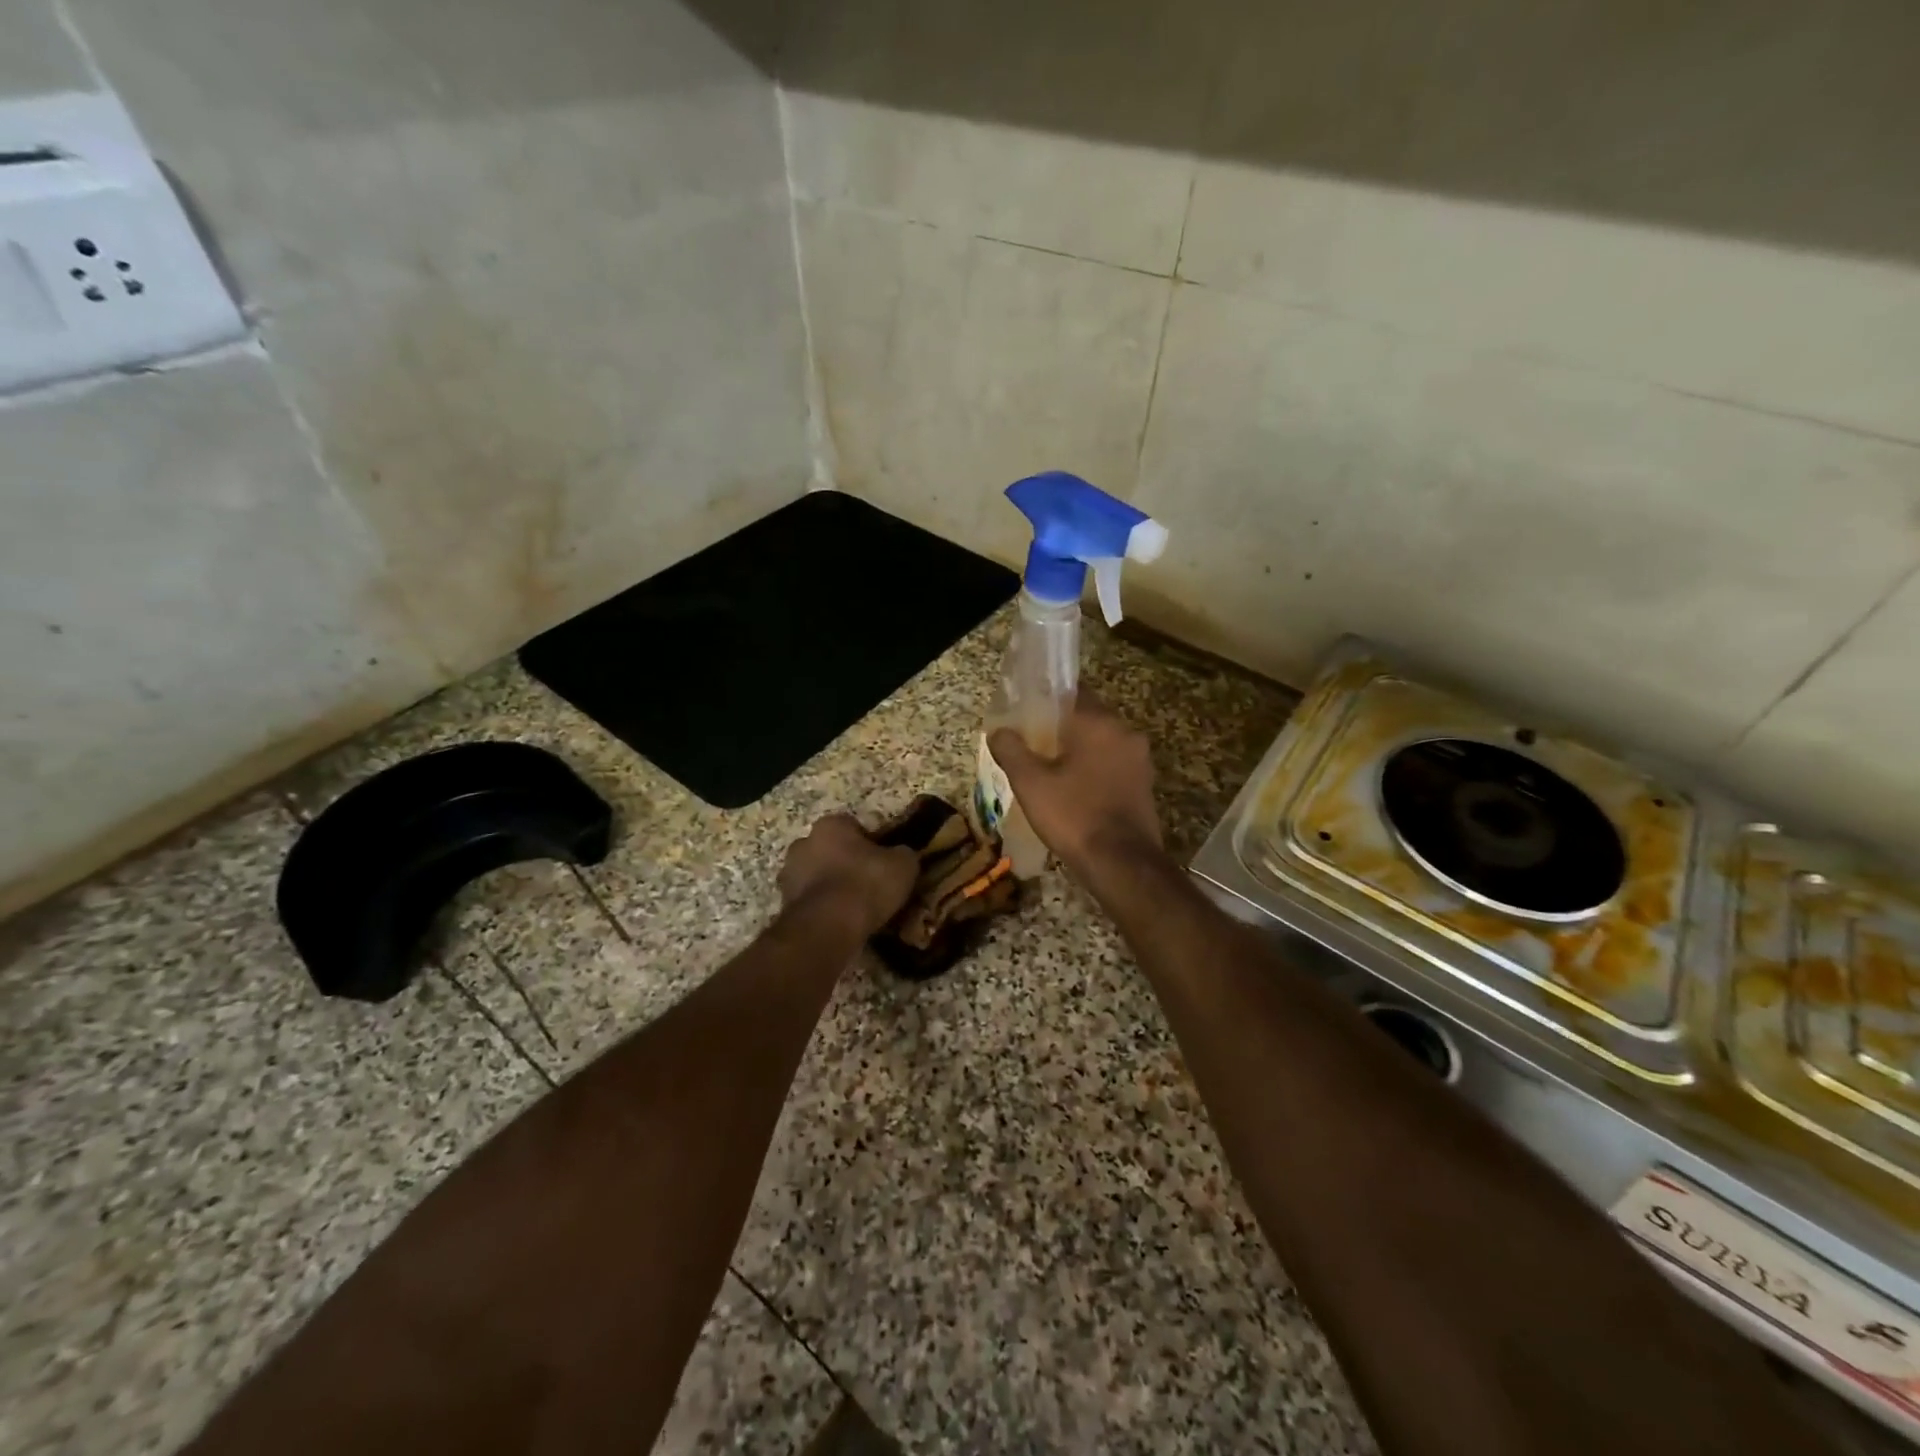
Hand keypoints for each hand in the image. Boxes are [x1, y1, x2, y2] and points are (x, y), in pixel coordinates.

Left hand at [778, 814, 917, 936]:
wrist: (827, 927)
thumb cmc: (866, 884)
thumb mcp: (903, 865)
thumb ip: (903, 854)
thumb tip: (902, 855)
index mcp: (830, 825)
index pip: (852, 826)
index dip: (869, 843)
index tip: (882, 862)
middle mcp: (803, 843)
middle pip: (829, 849)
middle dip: (844, 862)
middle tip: (867, 883)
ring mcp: (788, 875)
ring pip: (815, 875)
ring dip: (830, 886)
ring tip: (853, 908)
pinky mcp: (783, 904)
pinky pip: (809, 901)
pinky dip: (821, 909)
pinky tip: (839, 923)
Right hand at [989, 696, 1162, 875]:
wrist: (1122, 864)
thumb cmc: (1074, 815)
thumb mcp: (1030, 783)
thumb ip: (1011, 750)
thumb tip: (999, 731)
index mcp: (1100, 723)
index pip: (1073, 692)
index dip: (1048, 699)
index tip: (1027, 712)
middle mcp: (1125, 733)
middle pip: (1089, 717)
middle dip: (1062, 727)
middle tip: (1034, 743)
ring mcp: (1140, 760)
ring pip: (1102, 743)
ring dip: (1080, 750)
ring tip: (1051, 768)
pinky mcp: (1144, 784)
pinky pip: (1113, 765)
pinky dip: (1095, 769)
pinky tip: (1075, 789)